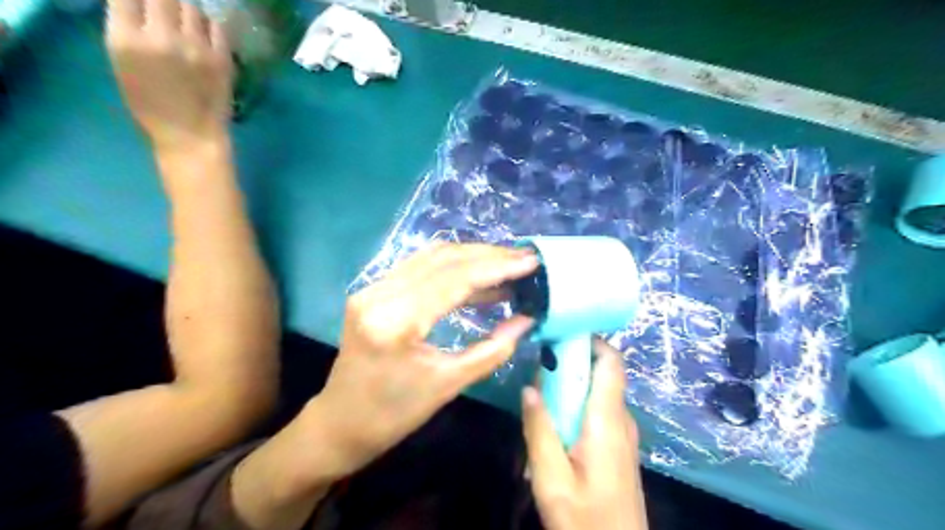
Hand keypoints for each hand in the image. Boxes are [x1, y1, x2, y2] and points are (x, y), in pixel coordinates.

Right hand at [103, 0, 231, 149]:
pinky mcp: (222, 58)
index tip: (144, 5)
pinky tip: (206, 33)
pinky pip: (217, 26)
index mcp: (127, 40)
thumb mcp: (122, 66)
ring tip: (186, 22)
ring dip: (186, 10)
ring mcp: (196, 47)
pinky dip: (209, 24)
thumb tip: (138, 5)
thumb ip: (128, 31)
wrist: (192, 136)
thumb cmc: (152, 107)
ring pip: (191, 6)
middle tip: (167, 11)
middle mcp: (162, 37)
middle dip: (163, 1)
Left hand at [315, 245, 543, 473]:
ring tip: (508, 265)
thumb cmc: (393, 414)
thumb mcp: (449, 385)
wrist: (340, 423)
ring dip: (472, 257)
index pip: (454, 279)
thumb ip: (492, 349)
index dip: (497, 267)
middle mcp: (380, 294)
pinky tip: (478, 276)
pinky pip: (420, 268)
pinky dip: (453, 267)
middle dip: (488, 256)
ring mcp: (372, 288)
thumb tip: (527, 320)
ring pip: (431, 257)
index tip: (531, 261)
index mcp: (396, 321)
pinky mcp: (374, 291)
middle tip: (525, 259)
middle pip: (443, 259)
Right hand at [525, 339, 651, 528]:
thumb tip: (530, 387)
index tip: (560, 334)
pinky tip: (553, 422)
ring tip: (540, 391)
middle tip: (538, 365)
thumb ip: (539, 429)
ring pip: (597, 392)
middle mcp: (620, 419)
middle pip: (601, 373)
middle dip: (571, 362)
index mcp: (607, 420)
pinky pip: (597, 411)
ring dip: (571, 385)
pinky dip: (576, 404)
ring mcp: (622, 433)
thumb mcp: (551, 477)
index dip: (590, 340)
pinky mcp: (617, 446)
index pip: (611, 362)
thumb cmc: (585, 519)